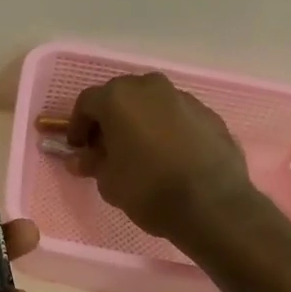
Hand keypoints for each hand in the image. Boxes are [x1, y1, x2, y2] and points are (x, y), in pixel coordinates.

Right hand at [67, 73, 255, 240]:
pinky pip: (178, 116)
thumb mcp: (108, 181)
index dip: (78, 125)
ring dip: (141, 120)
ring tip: (141, 151)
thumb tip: (80, 158)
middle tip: (107, 147)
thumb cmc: (148, 188)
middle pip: (120, 96)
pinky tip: (170, 155)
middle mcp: (150, 87)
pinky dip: (168, 128)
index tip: (78, 148)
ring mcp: (183, 97)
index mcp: (118, 97)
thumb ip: (92, 163)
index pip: (87, 103)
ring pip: (152, 103)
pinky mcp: (209, 113)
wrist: (212, 204)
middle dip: (110, 119)